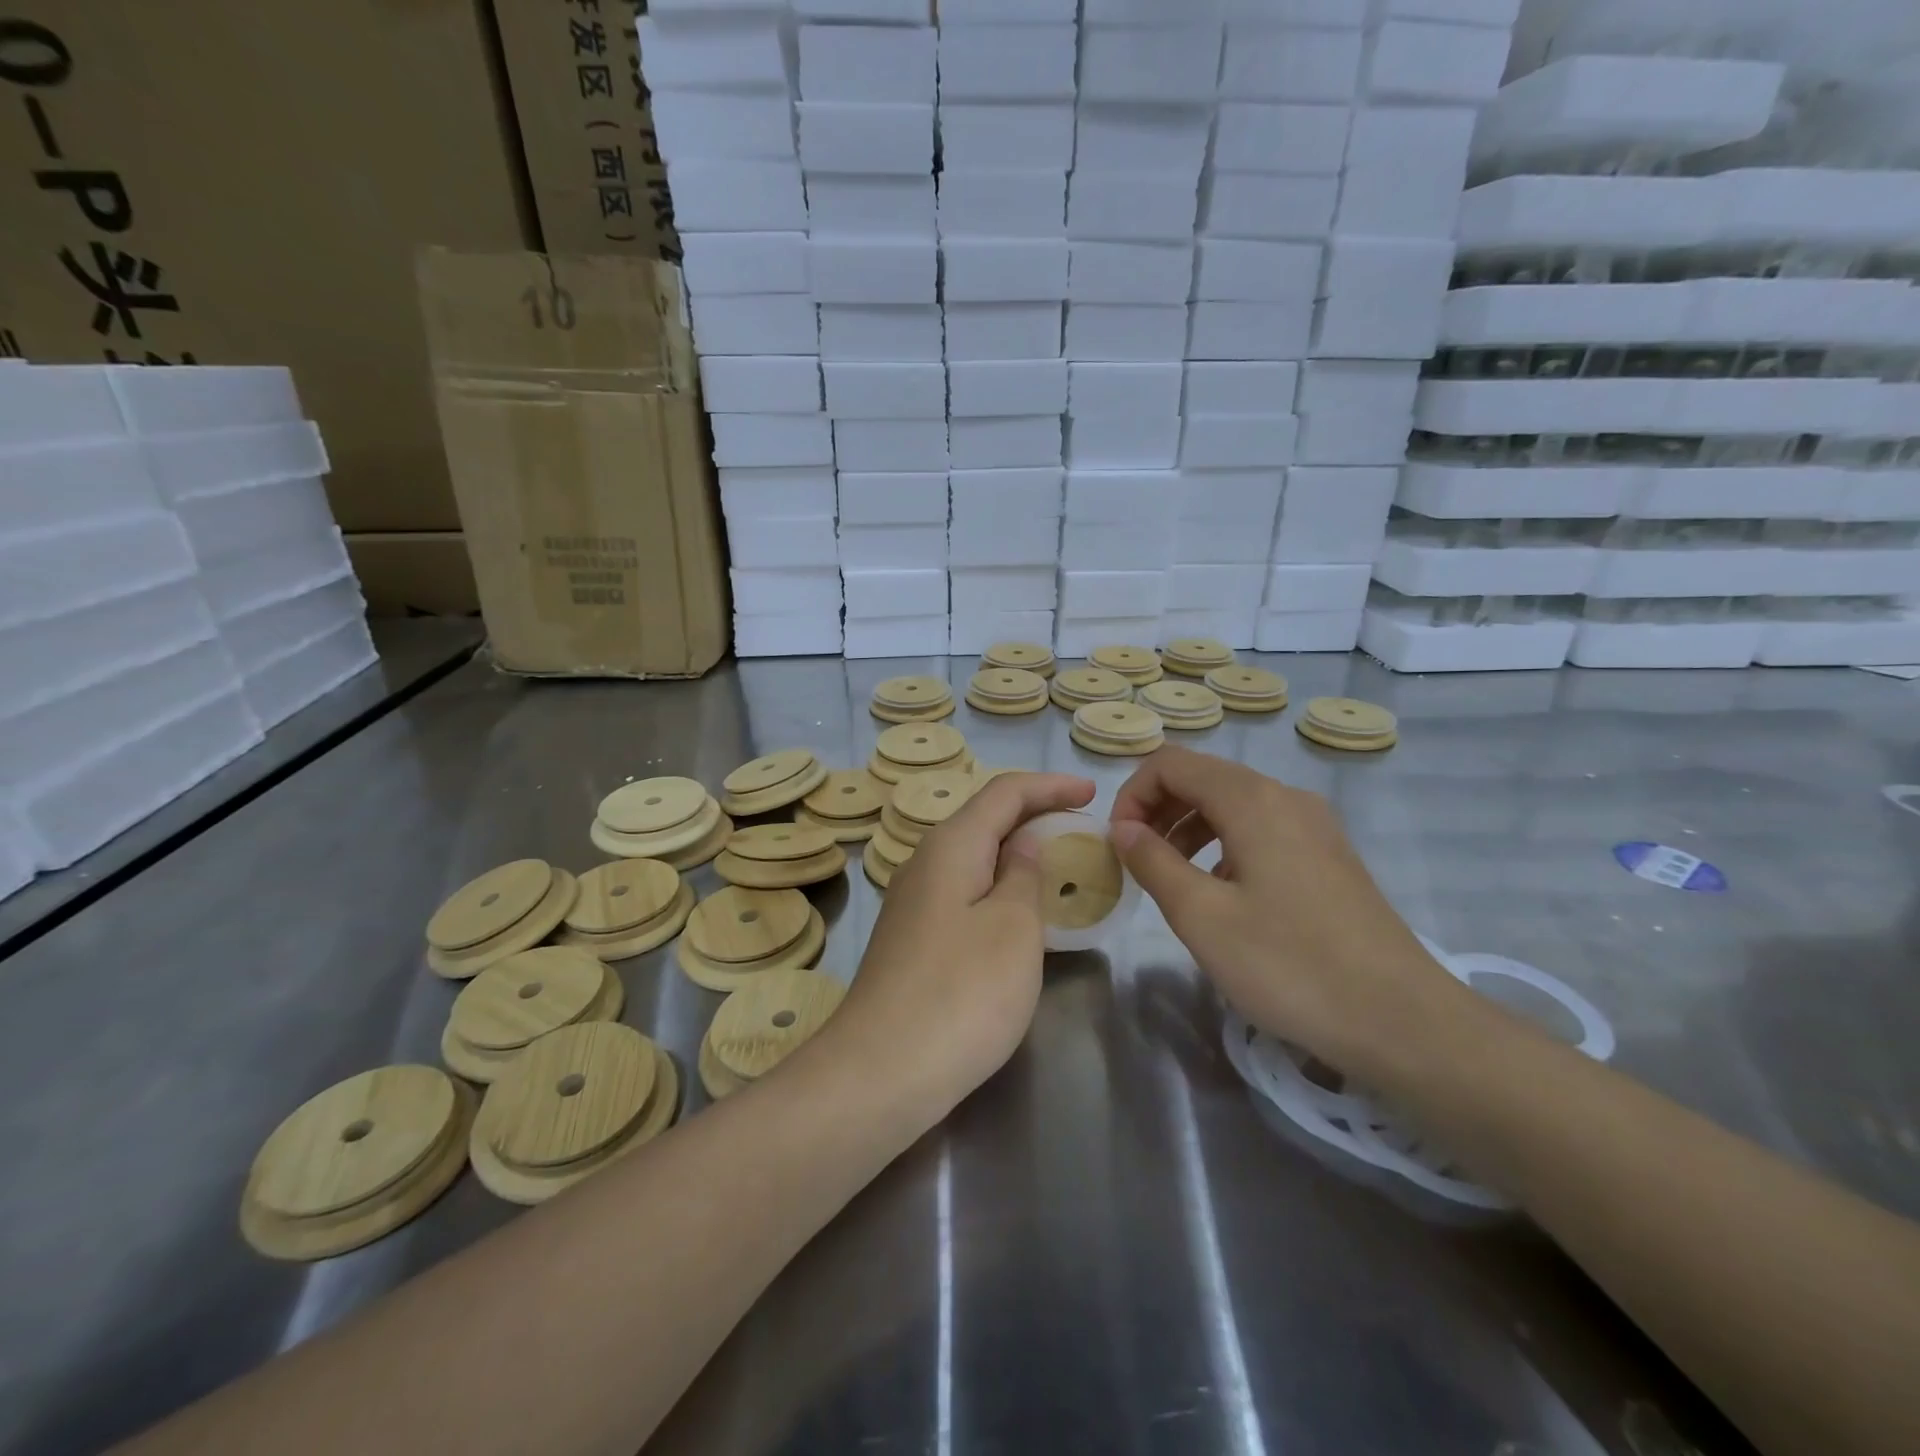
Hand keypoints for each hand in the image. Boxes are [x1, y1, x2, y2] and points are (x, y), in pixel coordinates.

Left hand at [833, 771, 1095, 1112]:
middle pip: (985, 819)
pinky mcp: (912, 938)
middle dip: (1035, 816)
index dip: (1050, 786)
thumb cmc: (962, 992)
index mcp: (951, 845)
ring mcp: (913, 902)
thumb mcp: (1014, 928)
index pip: (1004, 792)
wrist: (881, 1071)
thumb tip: (1023, 844)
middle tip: (1082, 830)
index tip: (1092, 793)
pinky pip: (963, 892)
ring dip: (1016, 854)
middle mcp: (925, 862)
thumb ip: (1024, 875)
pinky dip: (998, 888)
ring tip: (1058, 867)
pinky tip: (1019, 913)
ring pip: (973, 858)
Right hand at [1109, 746, 1464, 1084]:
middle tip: (1136, 861)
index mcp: (1252, 800)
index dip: (1132, 794)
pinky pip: (1261, 828)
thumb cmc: (1289, 964)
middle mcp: (1285, 797)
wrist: (1401, 1019)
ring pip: (1232, 803)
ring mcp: (1314, 825)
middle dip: (1158, 809)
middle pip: (1203, 777)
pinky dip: (1224, 844)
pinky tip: (1221, 892)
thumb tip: (1123, 828)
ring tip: (1171, 877)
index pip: (1171, 763)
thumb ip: (1153, 862)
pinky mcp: (1328, 855)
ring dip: (1188, 827)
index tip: (1118, 843)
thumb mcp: (1202, 916)